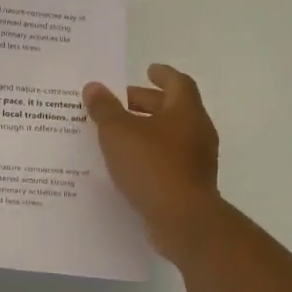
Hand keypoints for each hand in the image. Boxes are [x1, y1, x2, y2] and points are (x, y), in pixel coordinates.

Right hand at [84, 64, 223, 260]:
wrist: (183, 221)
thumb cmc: (152, 165)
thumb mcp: (118, 132)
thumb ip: (104, 108)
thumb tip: (94, 87)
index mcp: (185, 112)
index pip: (177, 83)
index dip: (162, 74)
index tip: (147, 70)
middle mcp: (197, 132)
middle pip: (172, 109)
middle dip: (146, 103)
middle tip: (118, 103)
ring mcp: (196, 160)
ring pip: (169, 136)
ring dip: (145, 130)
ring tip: (115, 134)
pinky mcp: (190, 184)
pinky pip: (167, 160)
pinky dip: (147, 155)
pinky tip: (125, 163)